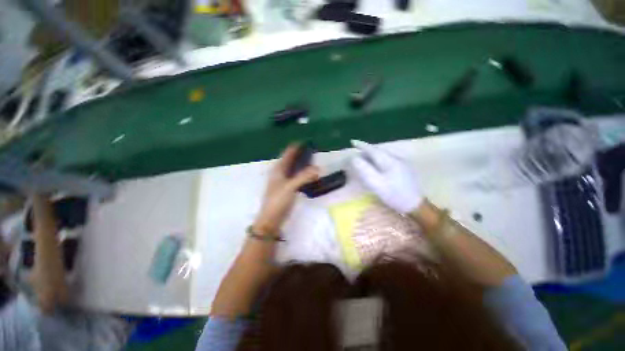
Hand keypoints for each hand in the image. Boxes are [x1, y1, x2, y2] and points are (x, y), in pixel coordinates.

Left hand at [253, 144, 319, 235]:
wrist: (271, 219)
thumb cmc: (278, 201)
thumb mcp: (290, 187)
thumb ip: (304, 177)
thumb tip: (318, 169)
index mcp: (278, 169)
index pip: (288, 153)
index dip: (296, 146)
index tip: (307, 140)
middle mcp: (280, 172)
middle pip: (291, 159)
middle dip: (301, 153)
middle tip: (314, 148)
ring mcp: (284, 180)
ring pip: (294, 167)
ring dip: (302, 162)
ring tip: (314, 158)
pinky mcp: (288, 188)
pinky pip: (297, 176)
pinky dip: (303, 172)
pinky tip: (310, 173)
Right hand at [351, 140, 422, 213]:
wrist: (416, 205)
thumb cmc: (394, 194)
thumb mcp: (376, 183)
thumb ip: (365, 170)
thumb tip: (355, 158)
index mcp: (389, 161)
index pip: (373, 150)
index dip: (362, 145)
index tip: (353, 142)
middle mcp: (396, 159)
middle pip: (379, 151)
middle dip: (367, 150)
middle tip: (357, 152)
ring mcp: (402, 163)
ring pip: (384, 155)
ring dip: (373, 155)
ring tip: (364, 158)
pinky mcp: (404, 169)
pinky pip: (388, 160)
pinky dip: (379, 160)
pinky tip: (377, 165)